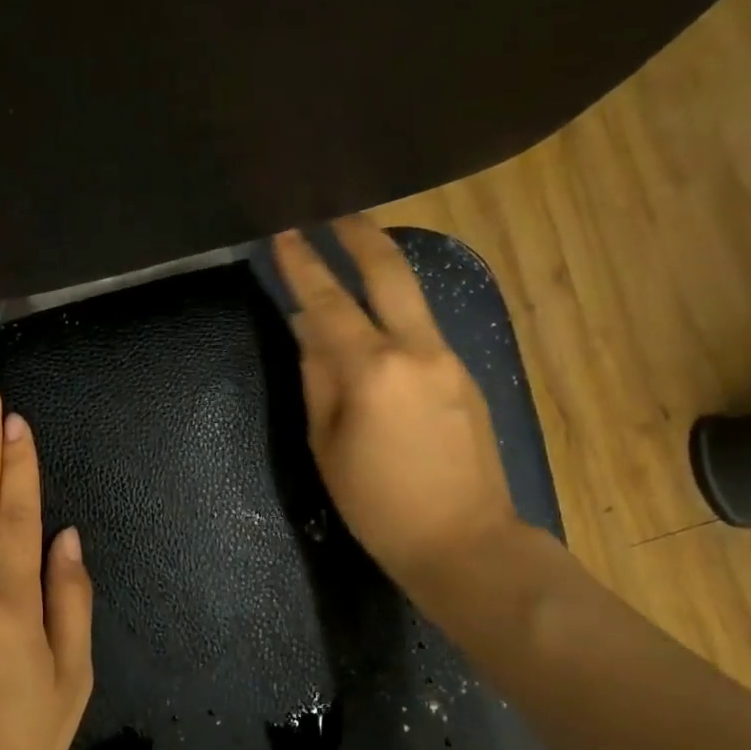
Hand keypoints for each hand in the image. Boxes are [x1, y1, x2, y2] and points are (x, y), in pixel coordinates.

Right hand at [273, 216, 519, 589]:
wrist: (464, 541)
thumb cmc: (377, 504)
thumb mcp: (326, 446)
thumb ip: (316, 380)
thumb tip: (308, 332)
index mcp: (372, 371)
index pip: (327, 303)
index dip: (302, 264)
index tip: (283, 231)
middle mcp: (417, 350)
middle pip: (389, 272)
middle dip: (359, 233)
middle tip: (334, 208)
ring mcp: (449, 359)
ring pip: (412, 296)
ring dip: (381, 267)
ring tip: (352, 250)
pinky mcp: (466, 374)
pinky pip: (423, 329)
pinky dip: (395, 311)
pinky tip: (377, 321)